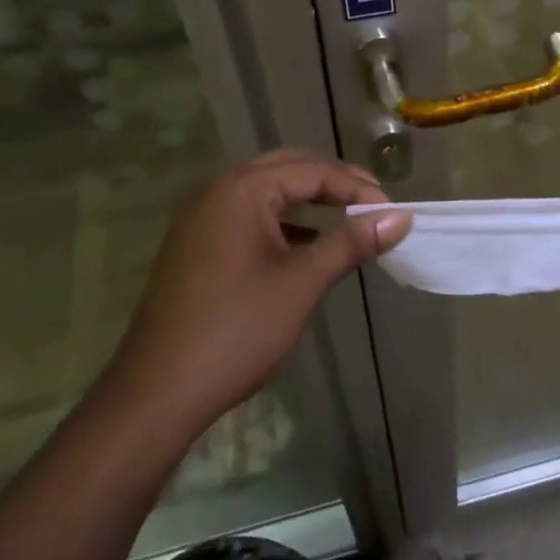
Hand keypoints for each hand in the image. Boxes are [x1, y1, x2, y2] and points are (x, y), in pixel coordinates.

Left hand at [104, 150, 409, 432]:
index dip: (357, 188)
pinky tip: (306, 243)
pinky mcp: (194, 246)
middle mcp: (215, 193)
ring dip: (307, 199)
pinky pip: (247, 216)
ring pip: (265, 192)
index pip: (312, 171)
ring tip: (347, 218)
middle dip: (333, 182)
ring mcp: (200, 219)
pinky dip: (282, 221)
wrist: (159, 391)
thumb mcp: (303, 282)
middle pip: (286, 169)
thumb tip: (401, 216)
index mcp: (240, 191)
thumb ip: (352, 242)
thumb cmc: (238, 330)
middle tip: (373, 204)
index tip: (392, 213)